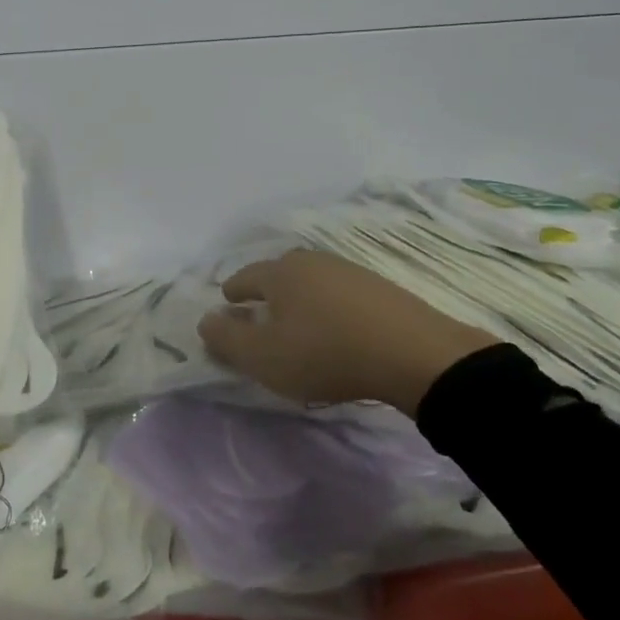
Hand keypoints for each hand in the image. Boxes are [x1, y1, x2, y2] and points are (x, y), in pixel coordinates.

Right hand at [196, 249, 498, 416]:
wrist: (414, 354)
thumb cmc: (324, 354)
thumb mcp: (263, 357)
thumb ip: (226, 339)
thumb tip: (206, 320)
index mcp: (280, 273)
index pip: (245, 277)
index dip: (233, 291)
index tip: (227, 302)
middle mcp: (312, 262)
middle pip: (279, 274)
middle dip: (266, 291)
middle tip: (259, 312)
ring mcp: (350, 272)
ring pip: (312, 282)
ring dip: (300, 299)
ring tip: (299, 322)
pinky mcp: (382, 290)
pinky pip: (341, 295)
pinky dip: (330, 308)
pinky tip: (337, 328)